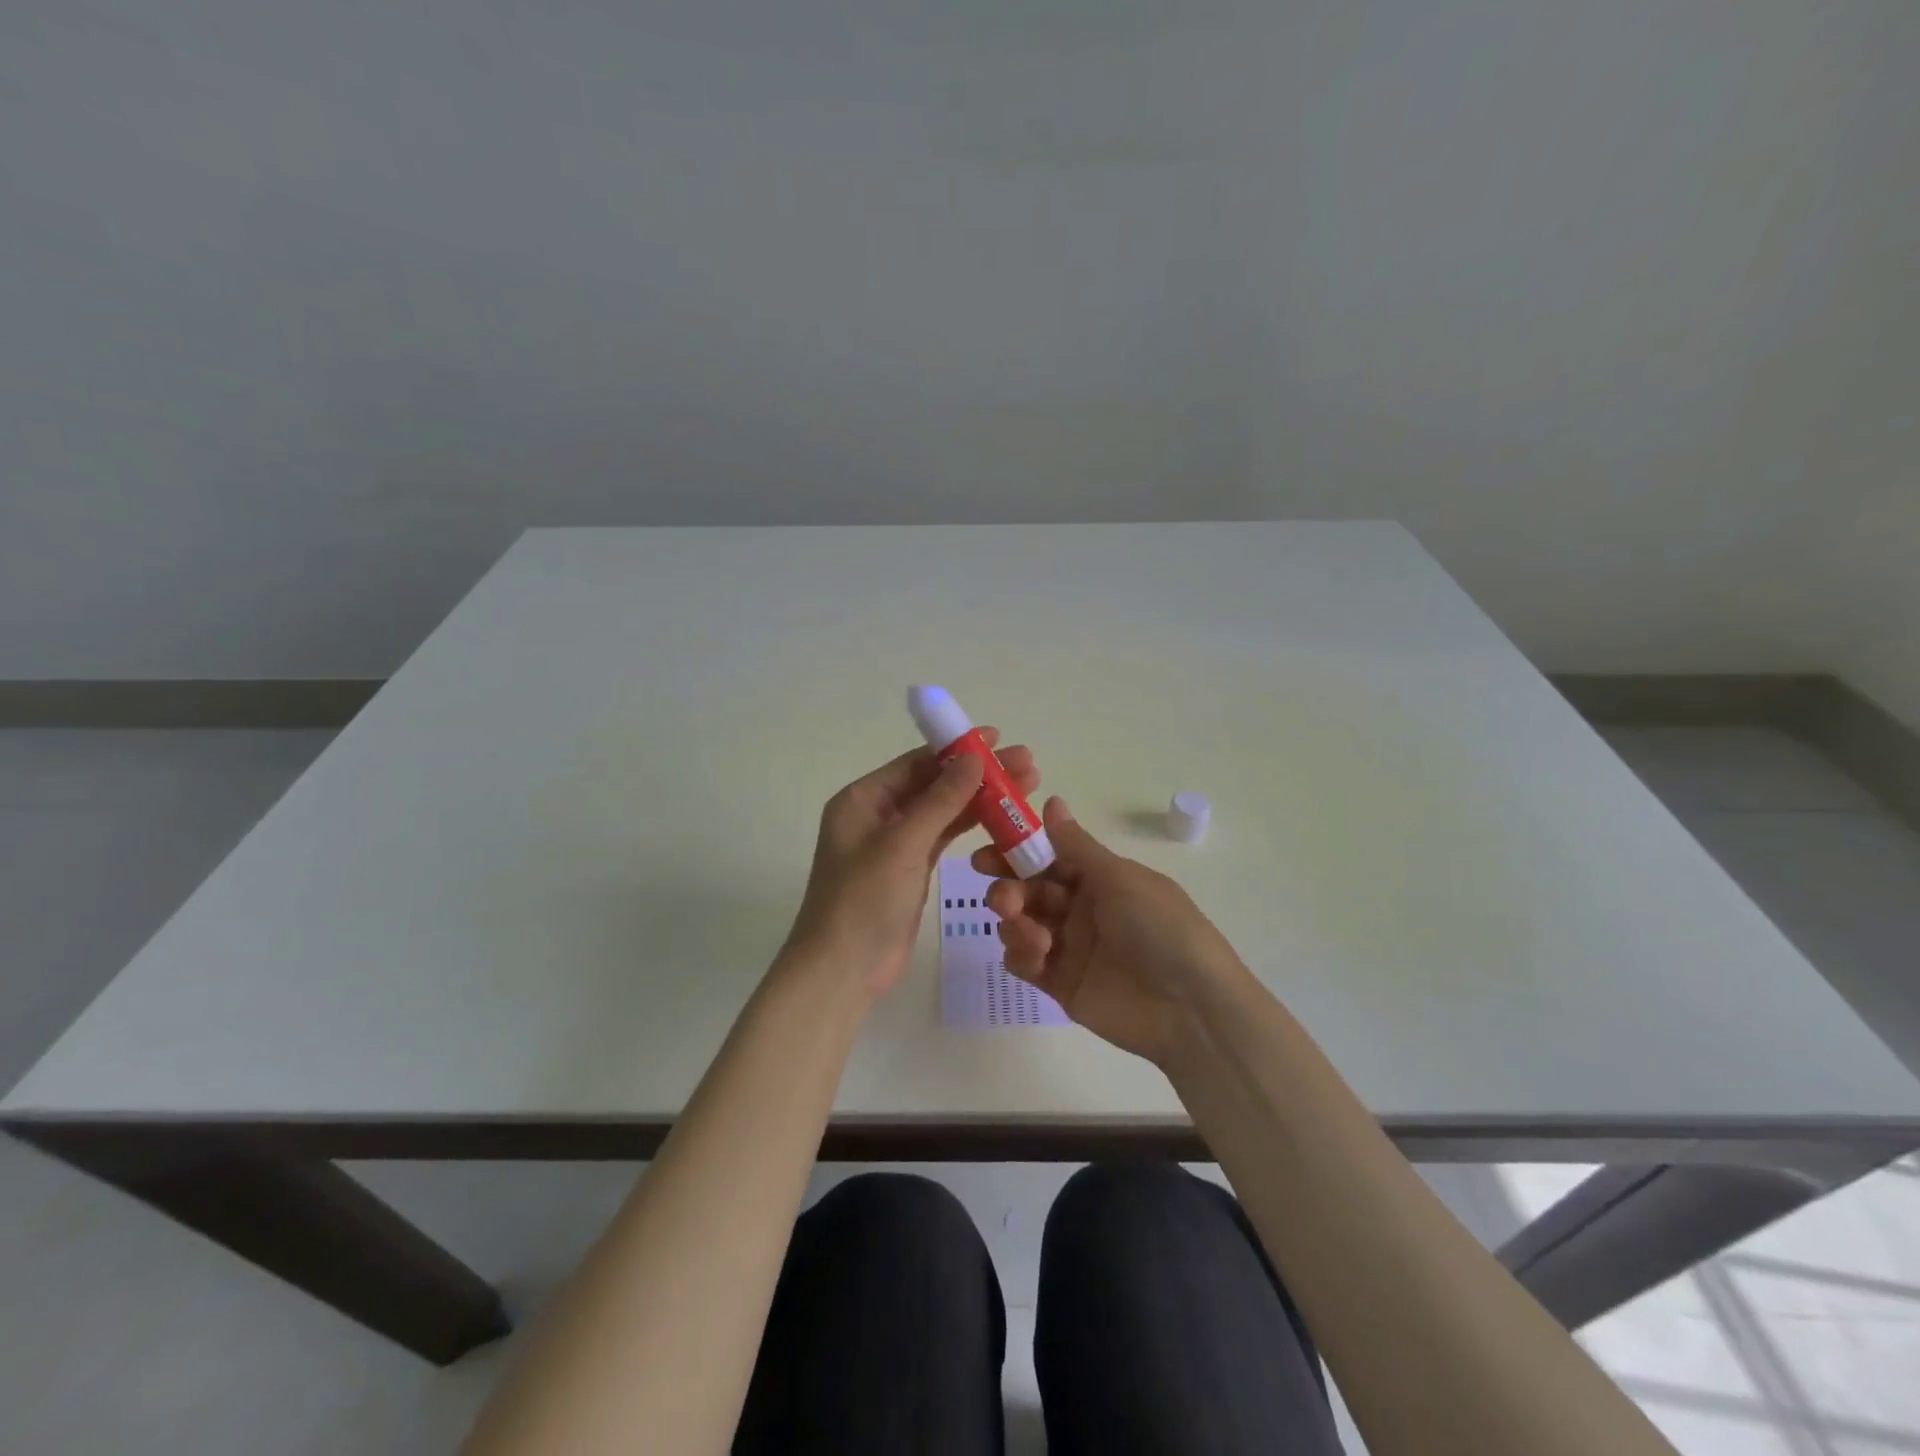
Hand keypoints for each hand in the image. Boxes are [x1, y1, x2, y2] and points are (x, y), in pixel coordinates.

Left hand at [786, 731, 1039, 999]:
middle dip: (979, 774)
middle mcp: (878, 815)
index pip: (917, 763)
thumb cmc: (864, 900)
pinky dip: (972, 827)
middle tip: (1027, 764)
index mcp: (863, 799)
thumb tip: (974, 757)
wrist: (843, 971)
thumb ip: (941, 799)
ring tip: (1027, 787)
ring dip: (981, 799)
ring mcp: (895, 844)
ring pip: (944, 811)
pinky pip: (944, 838)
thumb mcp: (903, 844)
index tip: (999, 738)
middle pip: (934, 784)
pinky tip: (1004, 818)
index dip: (958, 749)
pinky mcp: (911, 870)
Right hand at [973, 797, 1249, 1067]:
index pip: (1048, 858)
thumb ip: (1076, 846)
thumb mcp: (1120, 879)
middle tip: (1001, 897)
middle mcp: (1082, 908)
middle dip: (1009, 888)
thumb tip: (1051, 800)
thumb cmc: (1161, 929)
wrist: (1191, 1009)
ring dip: (1014, 920)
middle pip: (1030, 890)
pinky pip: (1026, 962)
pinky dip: (1021, 953)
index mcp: (1100, 878)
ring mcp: (1071, 947)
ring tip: (1028, 930)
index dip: (1017, 853)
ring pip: (1022, 923)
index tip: (987, 852)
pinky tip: (1035, 954)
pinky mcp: (1061, 984)